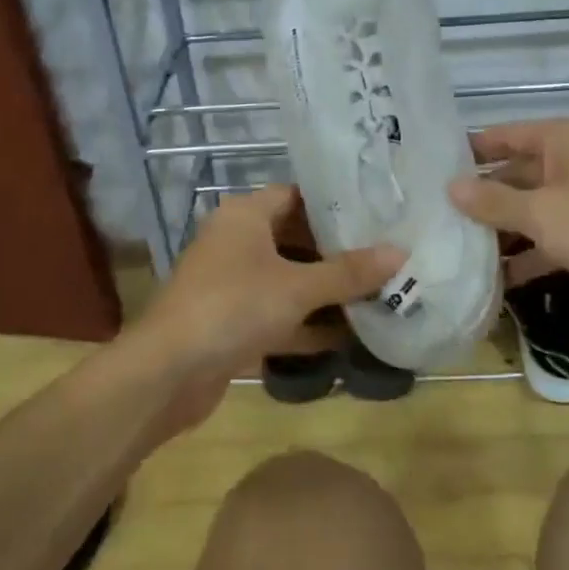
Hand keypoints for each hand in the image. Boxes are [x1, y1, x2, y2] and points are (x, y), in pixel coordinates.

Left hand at [127, 186, 402, 432]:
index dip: (334, 204)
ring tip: (379, 293)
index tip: (376, 214)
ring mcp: (232, 284)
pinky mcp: (233, 322)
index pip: (296, 195)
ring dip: (326, 292)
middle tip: (386, 255)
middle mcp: (237, 243)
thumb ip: (348, 272)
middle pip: (295, 238)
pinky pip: (279, 314)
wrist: (168, 373)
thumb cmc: (234, 308)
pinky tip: (349, 336)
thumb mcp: (297, 287)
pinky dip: (308, 323)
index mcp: (245, 217)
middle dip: (338, 252)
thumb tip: (400, 252)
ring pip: (289, 280)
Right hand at [448, 119, 568, 327]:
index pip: (503, 136)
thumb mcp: (541, 212)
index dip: (468, 150)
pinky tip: (496, 279)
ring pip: (530, 211)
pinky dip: (527, 256)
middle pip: (514, 175)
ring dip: (500, 230)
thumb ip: (493, 201)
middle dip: (480, 197)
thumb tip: (450, 187)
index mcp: (560, 141)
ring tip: (455, 249)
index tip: (430, 168)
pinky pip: (549, 239)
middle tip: (435, 216)